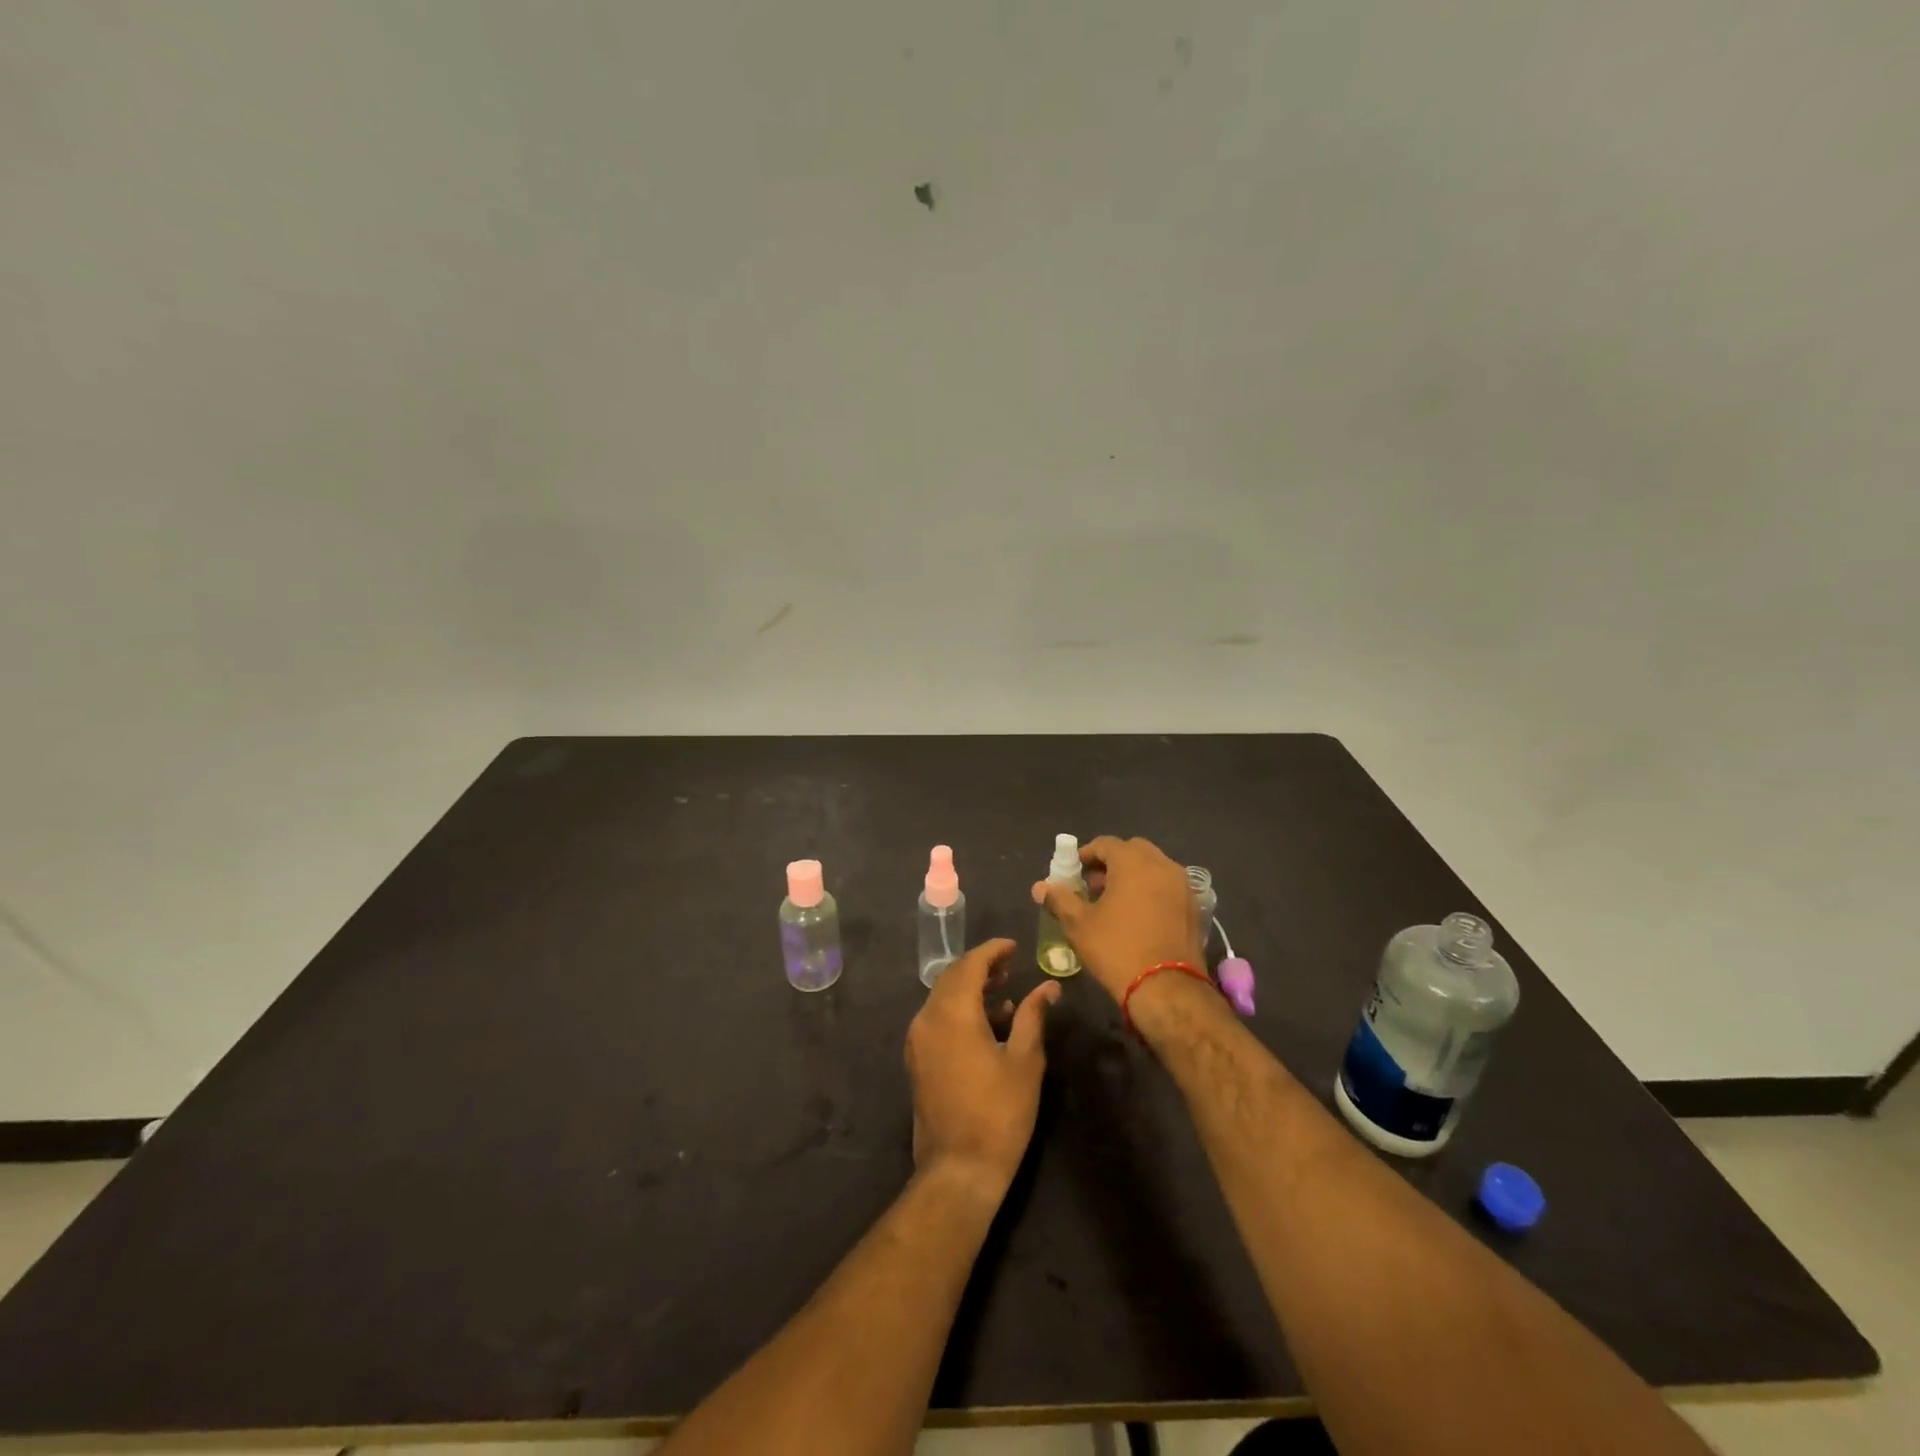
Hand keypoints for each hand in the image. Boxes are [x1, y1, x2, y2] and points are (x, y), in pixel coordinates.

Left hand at [905, 938, 1059, 1198]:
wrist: (958, 1169)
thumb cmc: (998, 1113)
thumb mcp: (1024, 1061)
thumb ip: (1033, 1016)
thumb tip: (1048, 987)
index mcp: (952, 1014)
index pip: (969, 965)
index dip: (992, 950)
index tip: (1014, 945)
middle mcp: (927, 1019)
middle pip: (951, 977)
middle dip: (980, 966)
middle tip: (1010, 964)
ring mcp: (918, 1041)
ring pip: (942, 998)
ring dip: (970, 988)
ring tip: (1004, 990)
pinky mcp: (918, 1060)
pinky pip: (937, 1019)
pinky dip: (960, 1010)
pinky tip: (988, 1022)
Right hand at [1031, 835, 1203, 1002]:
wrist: (1167, 989)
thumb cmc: (1117, 949)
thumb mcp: (1079, 925)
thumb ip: (1060, 899)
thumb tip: (1040, 886)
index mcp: (1133, 862)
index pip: (1106, 844)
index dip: (1086, 854)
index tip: (1074, 872)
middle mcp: (1162, 865)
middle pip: (1133, 850)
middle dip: (1112, 862)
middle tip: (1094, 885)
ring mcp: (1183, 885)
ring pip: (1154, 867)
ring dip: (1134, 875)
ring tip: (1116, 902)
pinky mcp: (1195, 907)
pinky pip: (1168, 887)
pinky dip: (1152, 890)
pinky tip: (1140, 916)